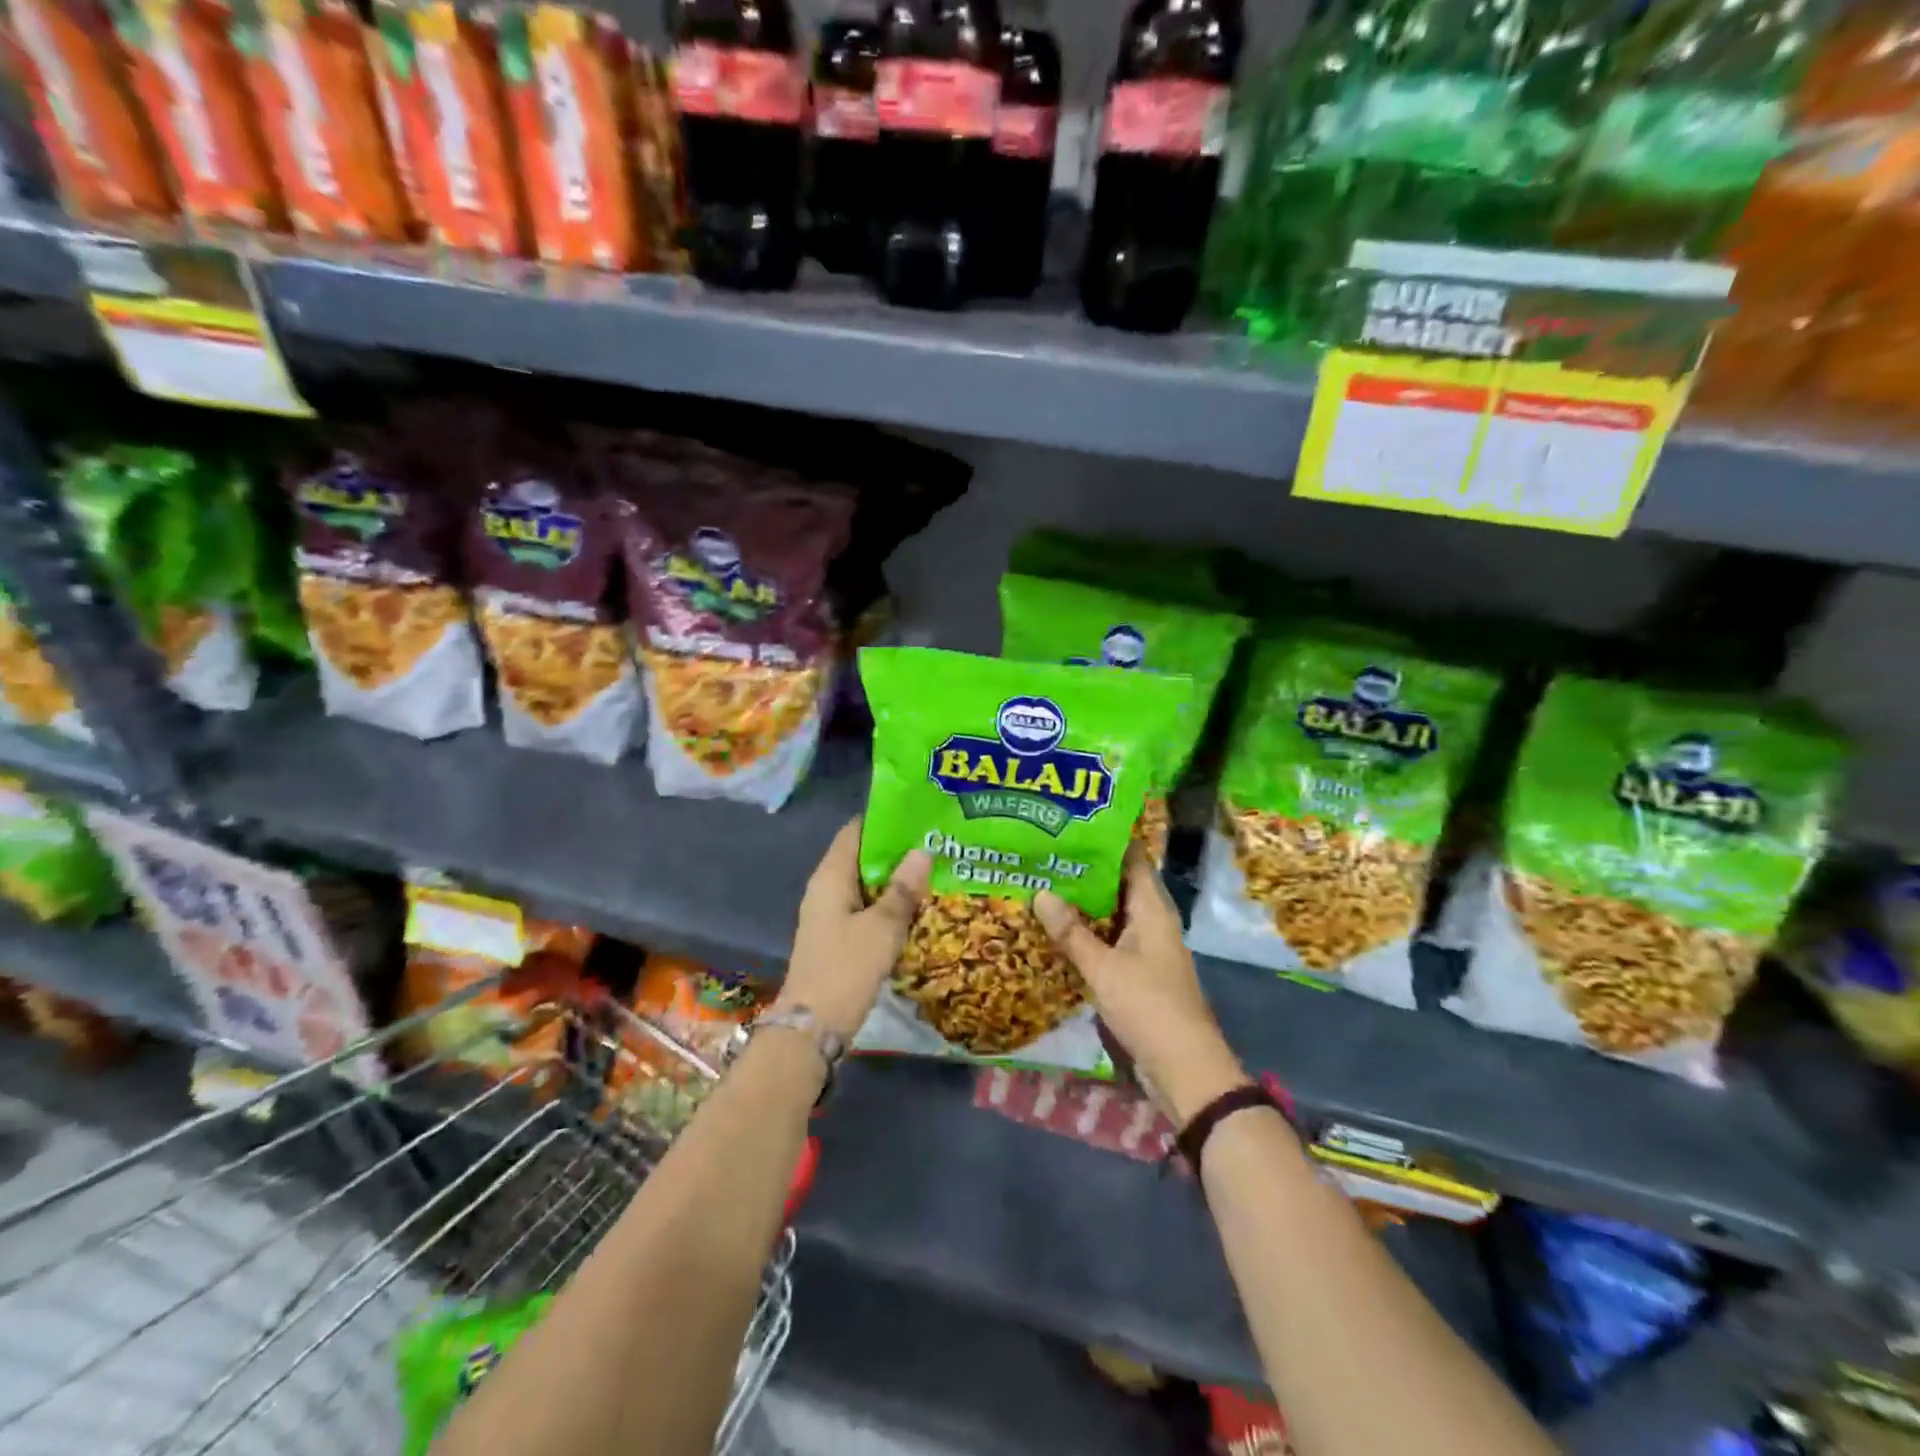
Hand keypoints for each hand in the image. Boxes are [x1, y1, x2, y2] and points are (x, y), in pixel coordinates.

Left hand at [783, 818, 931, 1038]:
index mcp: (831, 877)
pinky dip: (888, 903)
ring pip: (866, 884)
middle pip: (862, 857)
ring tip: (934, 869)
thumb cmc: (846, 968)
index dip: (884, 819)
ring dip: (895, 879)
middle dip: (896, 850)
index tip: (917, 814)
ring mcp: (831, 914)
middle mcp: (826, 889)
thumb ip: (902, 889)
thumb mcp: (882, 927)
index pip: (855, 831)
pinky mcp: (838, 937)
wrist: (813, 1027)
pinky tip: (917, 906)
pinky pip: (866, 908)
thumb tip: (923, 850)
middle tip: (936, 841)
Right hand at [1034, 850, 1248, 1123]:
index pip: (1132, 859)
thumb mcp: (1104, 968)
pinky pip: (1109, 940)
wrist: (1184, 1068)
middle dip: (1084, 872)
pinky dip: (1086, 932)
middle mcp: (1152, 922)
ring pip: (1111, 914)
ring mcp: (1146, 948)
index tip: (1069, 826)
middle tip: (1044, 854)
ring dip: (1083, 904)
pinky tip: (1056, 930)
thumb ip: (1072, 932)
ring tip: (1042, 884)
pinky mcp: (1137, 972)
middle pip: (1118, 885)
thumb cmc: (1149, 1007)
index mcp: (1153, 910)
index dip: (1105, 841)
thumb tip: (1040, 892)